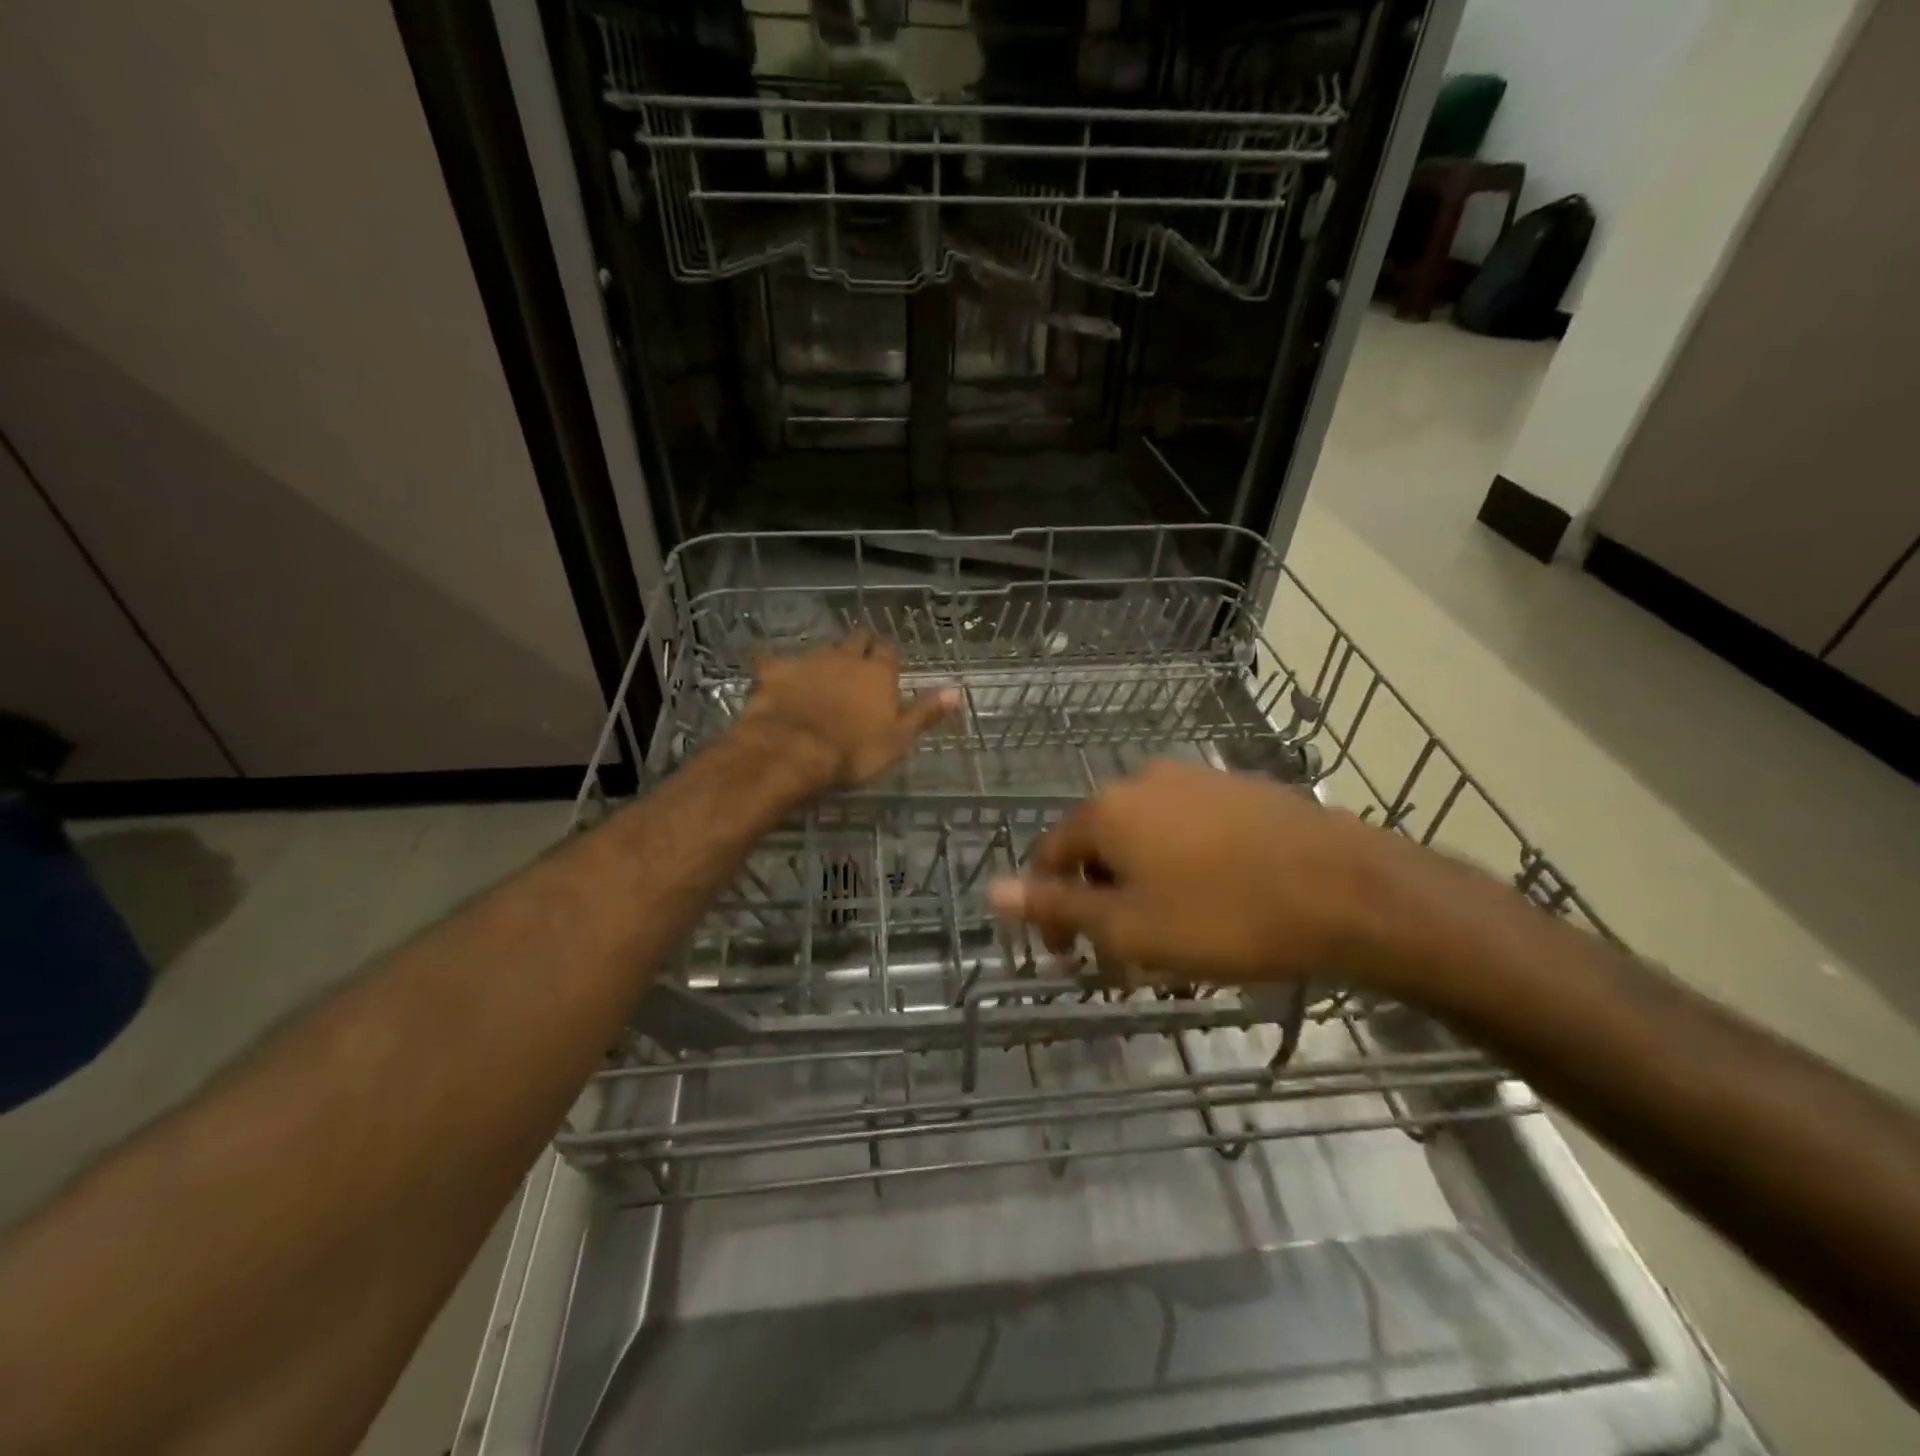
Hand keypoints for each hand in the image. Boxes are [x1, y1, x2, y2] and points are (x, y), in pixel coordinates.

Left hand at [736, 631, 959, 788]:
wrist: (791, 751)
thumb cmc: (852, 752)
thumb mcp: (898, 739)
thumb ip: (925, 712)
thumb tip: (957, 691)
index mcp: (878, 673)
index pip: (889, 650)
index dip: (888, 656)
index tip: (888, 665)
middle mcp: (845, 657)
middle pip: (857, 639)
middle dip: (861, 646)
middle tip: (859, 662)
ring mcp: (808, 659)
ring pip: (822, 647)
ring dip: (825, 657)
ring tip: (823, 674)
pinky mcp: (774, 669)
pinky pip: (777, 660)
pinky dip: (779, 667)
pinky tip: (776, 678)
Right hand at [988, 760, 1392, 985]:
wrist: (1347, 889)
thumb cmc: (1225, 916)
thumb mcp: (1131, 927)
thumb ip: (1058, 906)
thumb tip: (992, 891)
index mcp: (1107, 810)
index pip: (1049, 854)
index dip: (1048, 907)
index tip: (1066, 956)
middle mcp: (1142, 779)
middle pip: (1098, 844)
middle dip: (1099, 900)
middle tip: (1122, 954)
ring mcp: (1194, 778)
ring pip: (1145, 837)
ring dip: (1141, 884)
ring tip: (1171, 934)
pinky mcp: (1238, 787)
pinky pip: (1187, 828)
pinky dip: (1181, 864)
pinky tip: (1213, 899)